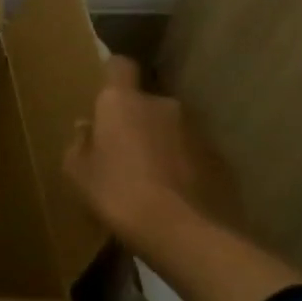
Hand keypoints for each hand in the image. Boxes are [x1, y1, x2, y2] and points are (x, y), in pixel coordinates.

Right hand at [63, 56, 197, 241]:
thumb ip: (80, 144)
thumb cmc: (118, 194)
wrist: (186, 234)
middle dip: (137, 120)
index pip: (119, 65)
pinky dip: (186, 167)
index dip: (113, 75)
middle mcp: (163, 105)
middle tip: (124, 151)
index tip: (106, 92)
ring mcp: (198, 132)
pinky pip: (195, 156)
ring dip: (163, 144)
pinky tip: (177, 196)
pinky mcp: (223, 161)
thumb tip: (86, 128)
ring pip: (173, 129)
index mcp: (122, 101)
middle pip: (147, 102)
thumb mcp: (78, 173)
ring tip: (153, 179)